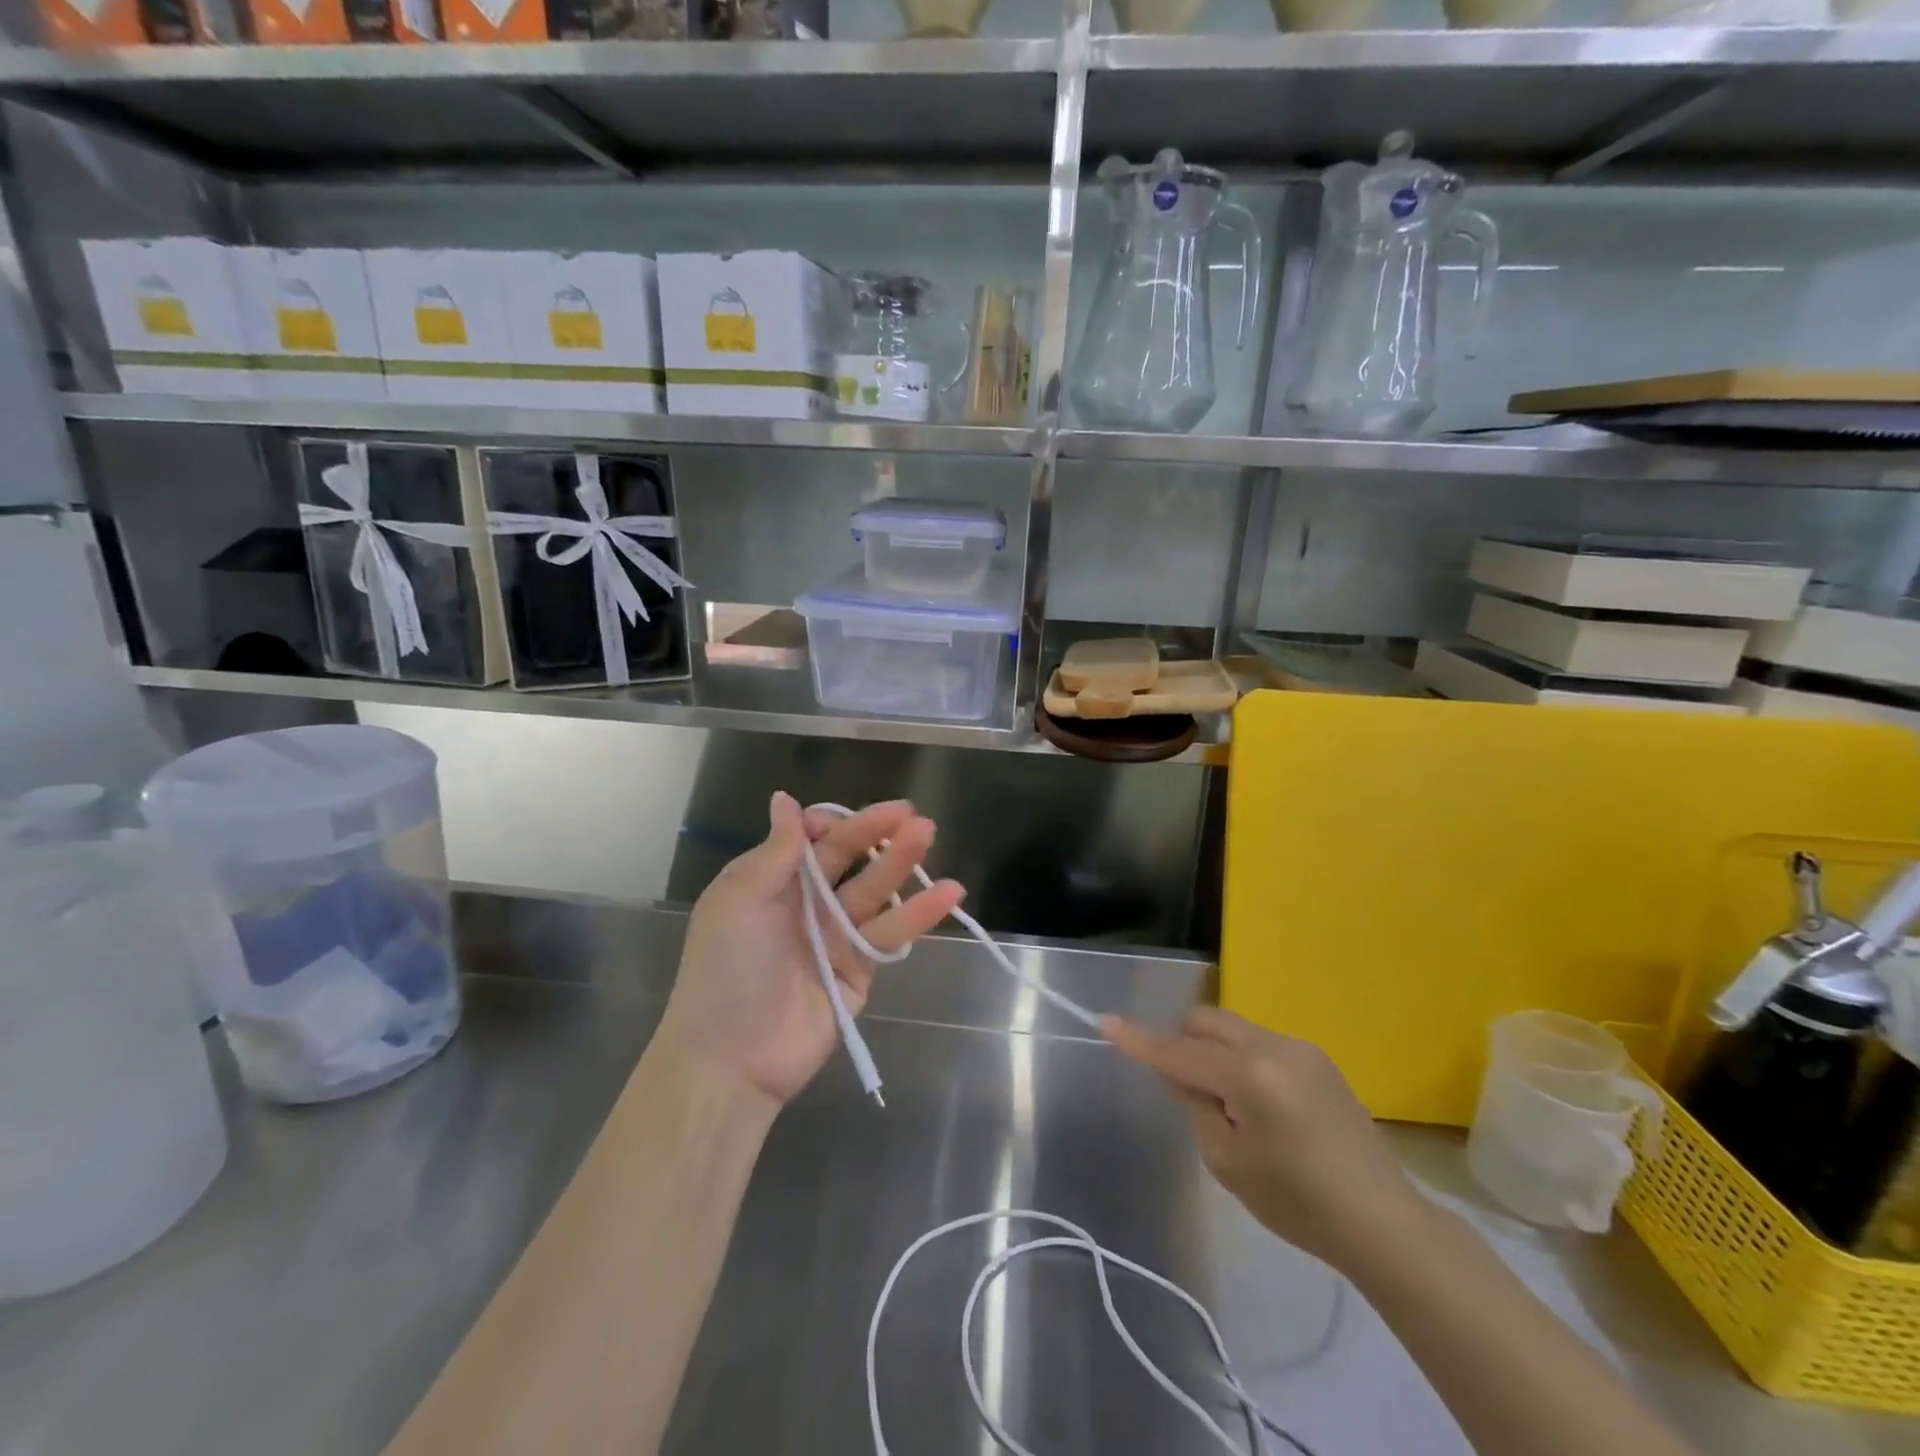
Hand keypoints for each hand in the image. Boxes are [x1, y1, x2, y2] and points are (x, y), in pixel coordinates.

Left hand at [656, 792, 964, 1113]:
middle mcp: (805, 902)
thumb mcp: (740, 899)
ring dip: (902, 863)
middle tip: (912, 815)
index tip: (847, 822)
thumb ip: (776, 851)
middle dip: (877, 833)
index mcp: (771, 880)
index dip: (833, 824)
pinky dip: (920, 914)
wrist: (733, 1058)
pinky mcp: (861, 968)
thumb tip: (784, 798)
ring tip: (929, 835)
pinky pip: (891, 934)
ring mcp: (835, 935)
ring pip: (875, 890)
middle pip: (849, 858)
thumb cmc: (728, 968)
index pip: (811, 839)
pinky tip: (949, 893)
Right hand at [1104, 1008, 1427, 1269]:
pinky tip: (1263, 1107)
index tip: (1105, 1022)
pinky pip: (1260, 1043)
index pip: (1179, 1051)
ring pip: (1233, 1029)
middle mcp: (1274, 1046)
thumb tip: (1180, 1071)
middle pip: (1206, 1021)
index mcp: (1249, 1075)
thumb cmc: (1298, 1203)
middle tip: (1185, 1088)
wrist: (1383, 1221)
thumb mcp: (1228, 1161)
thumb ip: (1194, 1103)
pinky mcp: (1318, 1058)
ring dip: (1215, 1053)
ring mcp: (1301, 1048)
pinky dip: (1243, 1061)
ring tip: (1233, 1108)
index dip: (1139, 1040)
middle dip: (1183, 1042)